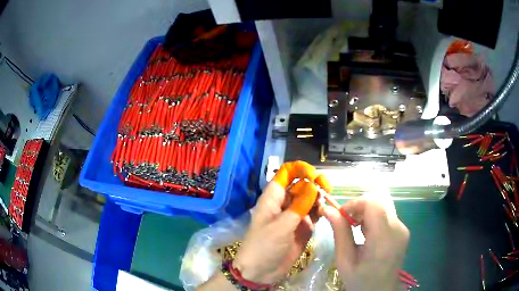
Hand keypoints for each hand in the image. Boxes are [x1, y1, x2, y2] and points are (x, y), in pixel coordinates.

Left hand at [233, 161, 330, 284]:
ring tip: (327, 201)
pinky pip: (314, 213)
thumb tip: (313, 185)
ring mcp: (294, 216)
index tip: (313, 174)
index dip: (299, 169)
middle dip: (314, 183)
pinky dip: (320, 211)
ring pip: (310, 199)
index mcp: (273, 198)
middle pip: (301, 185)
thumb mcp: (281, 226)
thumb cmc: (264, 246)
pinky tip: (326, 211)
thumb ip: (299, 206)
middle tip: (326, 188)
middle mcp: (285, 203)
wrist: (260, 271)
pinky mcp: (302, 227)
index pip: (286, 174)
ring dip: (319, 197)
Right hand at [323, 197, 409, 290]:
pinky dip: (374, 219)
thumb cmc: (360, 280)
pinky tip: (367, 234)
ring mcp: (403, 228)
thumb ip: (340, 232)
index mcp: (383, 238)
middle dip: (359, 207)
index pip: (373, 203)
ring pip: (382, 206)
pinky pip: (387, 215)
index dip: (355, 203)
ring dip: (366, 213)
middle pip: (378, 202)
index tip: (341, 215)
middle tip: (347, 223)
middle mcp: (397, 228)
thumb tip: (327, 209)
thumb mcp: (345, 260)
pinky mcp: (403, 230)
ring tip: (356, 230)